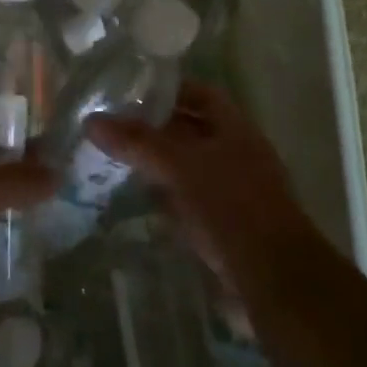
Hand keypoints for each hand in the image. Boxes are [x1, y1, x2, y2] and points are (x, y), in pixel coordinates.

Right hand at [87, 81, 321, 298]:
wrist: (273, 276)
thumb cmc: (230, 206)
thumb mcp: (180, 166)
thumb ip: (138, 143)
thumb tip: (92, 121)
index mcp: (235, 128)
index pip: (201, 94)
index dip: (169, 90)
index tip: (131, 93)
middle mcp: (238, 152)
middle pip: (194, 130)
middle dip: (157, 128)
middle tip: (115, 128)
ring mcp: (235, 189)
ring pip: (191, 165)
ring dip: (161, 163)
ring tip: (120, 160)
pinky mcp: (227, 222)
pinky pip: (193, 198)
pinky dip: (169, 195)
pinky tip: (143, 200)